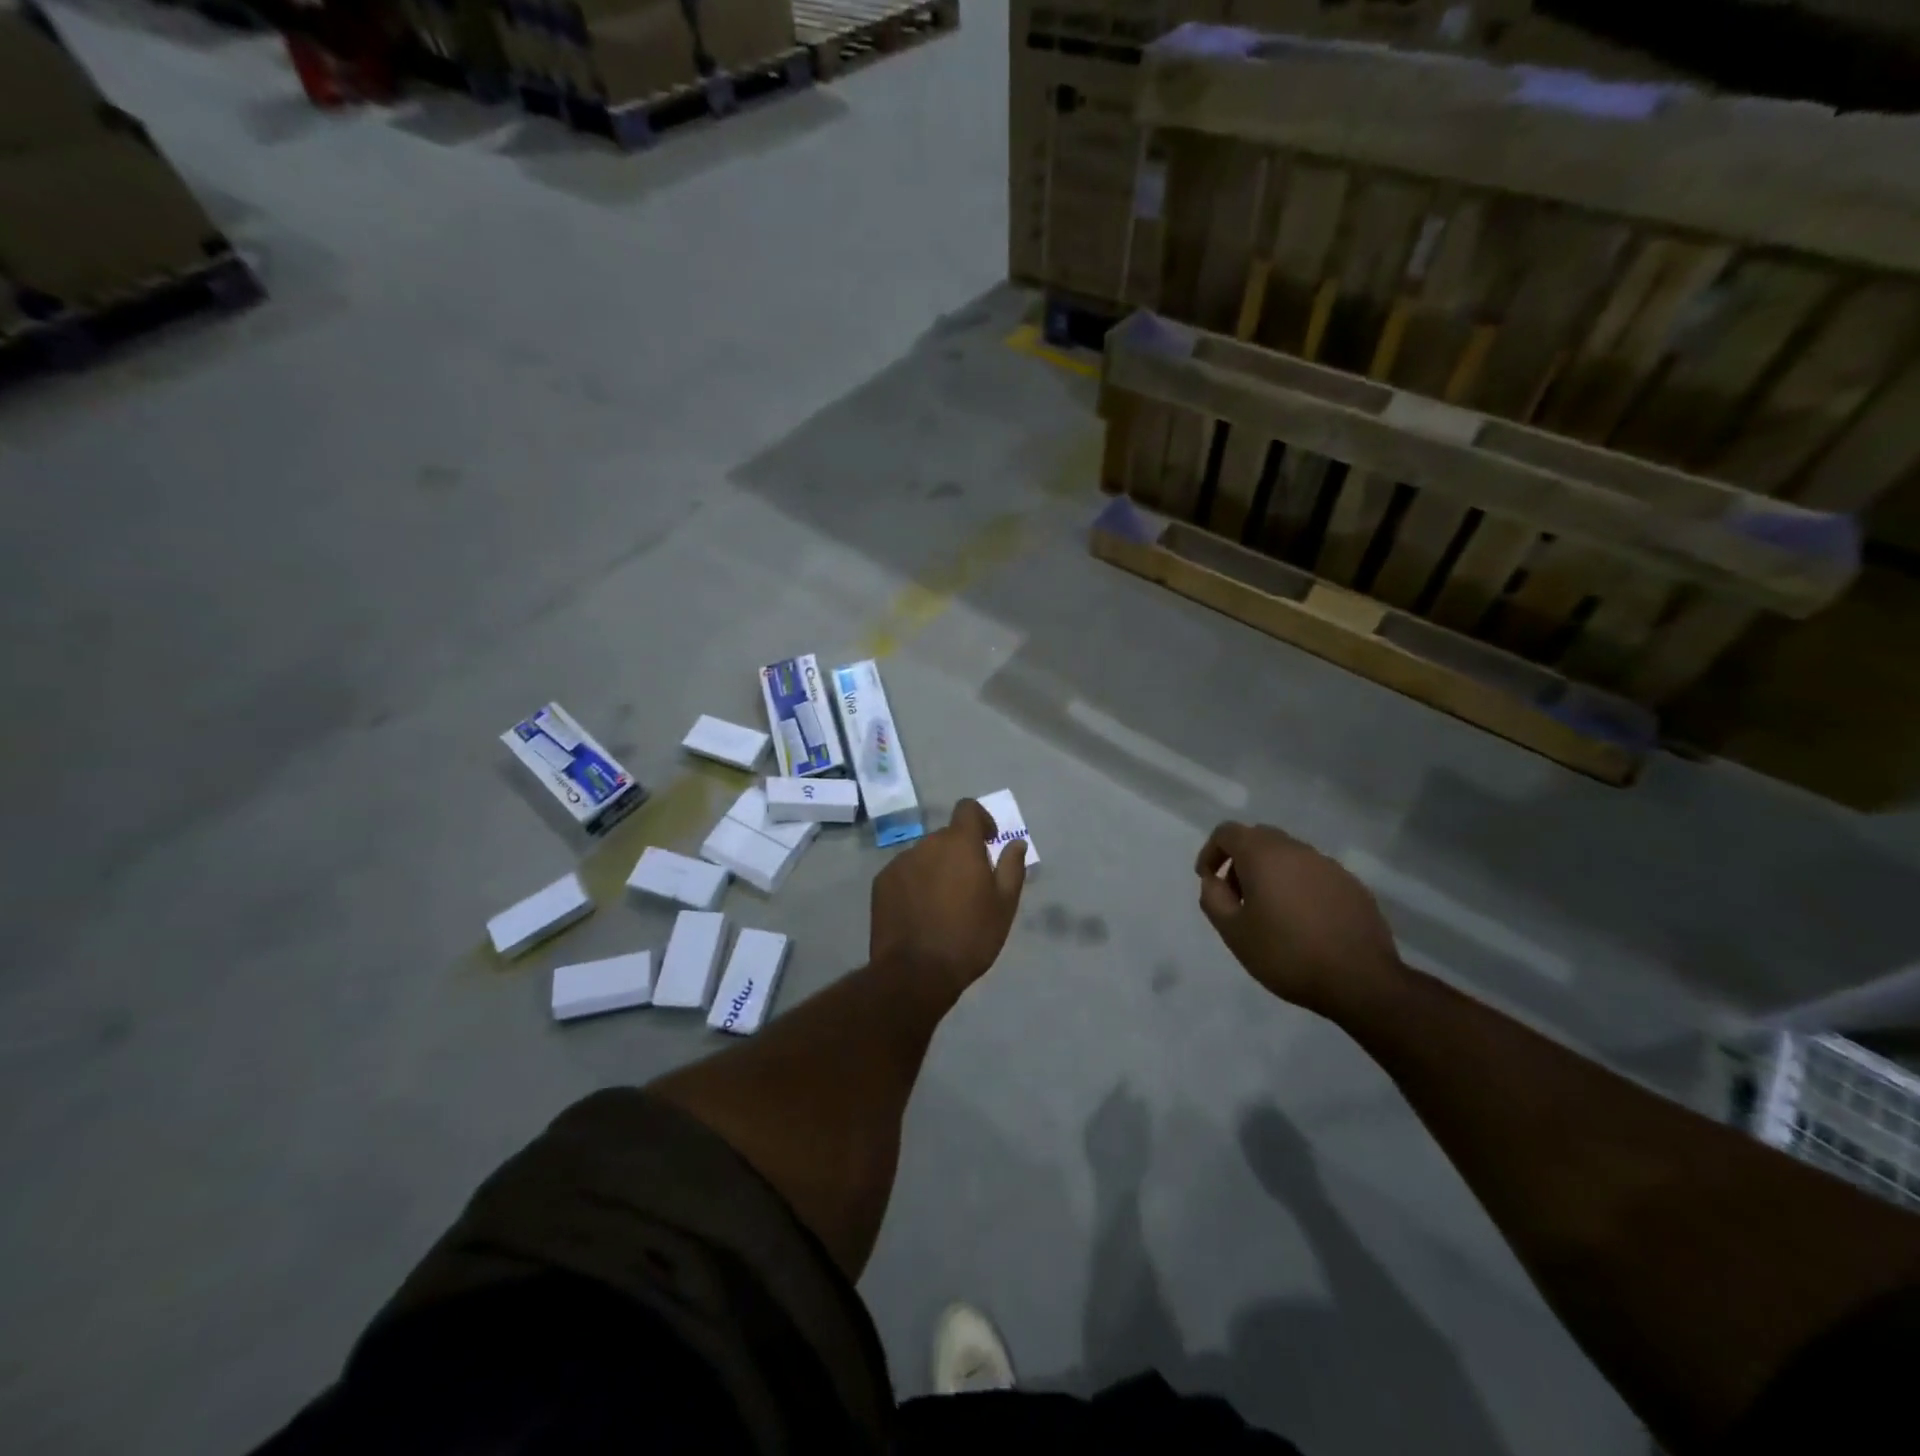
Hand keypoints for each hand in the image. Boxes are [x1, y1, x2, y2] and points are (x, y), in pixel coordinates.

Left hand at [870, 799, 1027, 1000]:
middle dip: (959, 853)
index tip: (988, 842)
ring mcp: (900, 863)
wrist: (915, 972)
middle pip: (946, 837)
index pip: (967, 808)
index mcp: (959, 843)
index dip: (981, 820)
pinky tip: (920, 914)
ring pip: (924, 856)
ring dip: (936, 869)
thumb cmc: (969, 937)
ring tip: (942, 905)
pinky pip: (904, 873)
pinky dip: (915, 884)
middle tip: (969, 887)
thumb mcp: (1004, 906)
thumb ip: (1011, 868)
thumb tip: (1016, 843)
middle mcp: (927, 844)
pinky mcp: (881, 883)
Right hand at [1195, 822, 1405, 1019]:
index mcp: (1263, 855)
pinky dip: (1299, 886)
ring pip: (1288, 855)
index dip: (1211, 852)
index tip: (1208, 880)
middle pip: (1259, 838)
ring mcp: (1328, 865)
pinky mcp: (1352, 885)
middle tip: (1237, 897)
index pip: (1227, 832)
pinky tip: (1303, 921)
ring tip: (1270, 913)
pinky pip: (1314, 874)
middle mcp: (1296, 850)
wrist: (1360, 980)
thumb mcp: (1234, 932)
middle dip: (1240, 861)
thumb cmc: (1286, 954)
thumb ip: (1214, 899)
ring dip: (1271, 873)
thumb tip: (1214, 880)